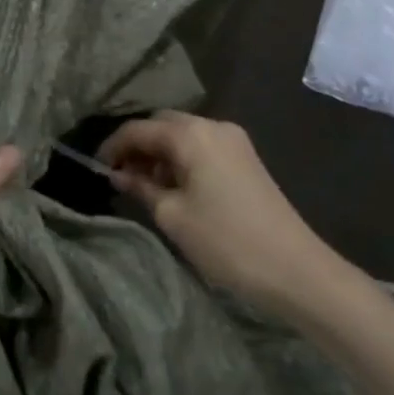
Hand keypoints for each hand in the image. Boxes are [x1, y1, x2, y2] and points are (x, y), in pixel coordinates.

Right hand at [98, 112, 345, 314]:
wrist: (296, 270)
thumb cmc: (226, 241)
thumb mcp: (172, 216)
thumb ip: (140, 187)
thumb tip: (118, 174)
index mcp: (191, 134)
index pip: (138, 129)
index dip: (113, 147)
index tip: (97, 169)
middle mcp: (212, 126)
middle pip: (161, 124)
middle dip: (138, 146)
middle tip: (120, 177)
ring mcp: (233, 141)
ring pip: (182, 135)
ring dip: (160, 154)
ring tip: (144, 187)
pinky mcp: (245, 158)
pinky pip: (201, 147)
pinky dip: (181, 160)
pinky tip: (174, 188)